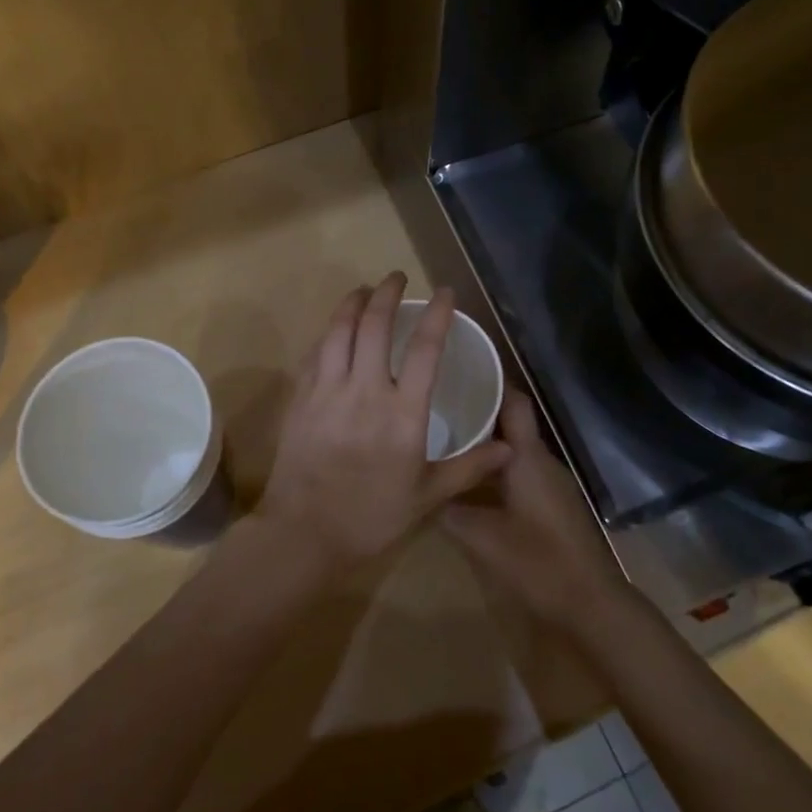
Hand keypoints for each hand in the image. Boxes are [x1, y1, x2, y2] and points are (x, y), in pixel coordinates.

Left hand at [258, 273, 510, 573]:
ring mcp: (328, 391)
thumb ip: (469, 467)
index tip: (445, 293)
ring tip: (364, 290)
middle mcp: (365, 391)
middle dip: (388, 293)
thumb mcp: (427, 496)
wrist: (304, 533)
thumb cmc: (371, 517)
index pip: (424, 350)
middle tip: (397, 278)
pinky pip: (315, 352)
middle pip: (374, 325)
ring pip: (339, 330)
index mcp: (402, 414)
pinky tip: (334, 329)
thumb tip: (510, 449)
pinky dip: (328, 332)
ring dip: (353, 303)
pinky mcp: (301, 398)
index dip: (437, 315)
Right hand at [444, 389, 631, 630]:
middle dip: (478, 413)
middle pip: (511, 424)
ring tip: (447, 442)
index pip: (513, 401)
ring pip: (516, 450)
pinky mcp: (554, 504)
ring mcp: (552, 483)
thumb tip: (421, 490)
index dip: (490, 382)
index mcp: (527, 457)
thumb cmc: (538, 562)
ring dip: (487, 444)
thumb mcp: (481, 537)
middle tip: (438, 409)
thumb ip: (448, 511)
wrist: (592, 604)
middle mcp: (542, 461)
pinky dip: (498, 469)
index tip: (457, 373)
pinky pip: (522, 472)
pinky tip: (472, 483)